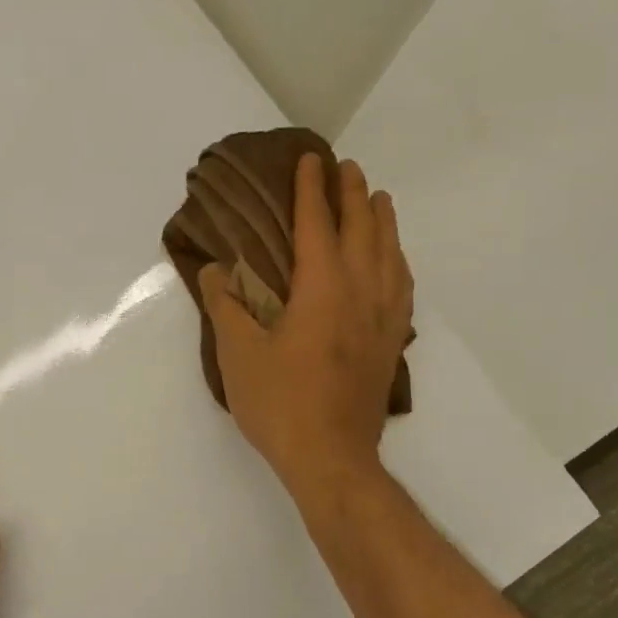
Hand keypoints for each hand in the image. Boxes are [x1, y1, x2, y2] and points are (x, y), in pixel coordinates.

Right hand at [200, 154, 413, 498]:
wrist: (331, 458)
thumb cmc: (280, 403)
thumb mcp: (238, 354)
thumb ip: (225, 306)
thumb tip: (215, 270)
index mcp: (322, 289)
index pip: (318, 225)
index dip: (312, 190)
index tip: (310, 159)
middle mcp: (360, 293)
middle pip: (363, 230)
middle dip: (352, 194)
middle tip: (346, 167)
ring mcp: (382, 318)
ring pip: (390, 254)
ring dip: (383, 221)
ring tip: (378, 198)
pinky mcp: (390, 343)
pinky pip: (402, 286)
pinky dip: (398, 261)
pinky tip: (394, 261)